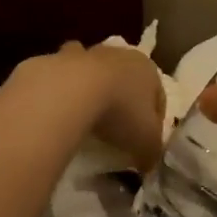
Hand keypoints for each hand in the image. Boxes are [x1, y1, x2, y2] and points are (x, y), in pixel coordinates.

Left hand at [55, 41, 167, 172]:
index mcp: (149, 70)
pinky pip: (65, 76)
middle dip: (124, 100)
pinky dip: (64, 89)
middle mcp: (121, 55)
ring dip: (94, 88)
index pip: (158, 97)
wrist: (71, 91)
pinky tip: (61, 109)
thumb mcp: (146, 142)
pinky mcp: (58, 58)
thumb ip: (151, 152)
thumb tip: (147, 163)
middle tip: (117, 129)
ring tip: (88, 116)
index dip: (155, 121)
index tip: (146, 143)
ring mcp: (88, 53)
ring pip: (96, 71)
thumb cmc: (120, 112)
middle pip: (127, 80)